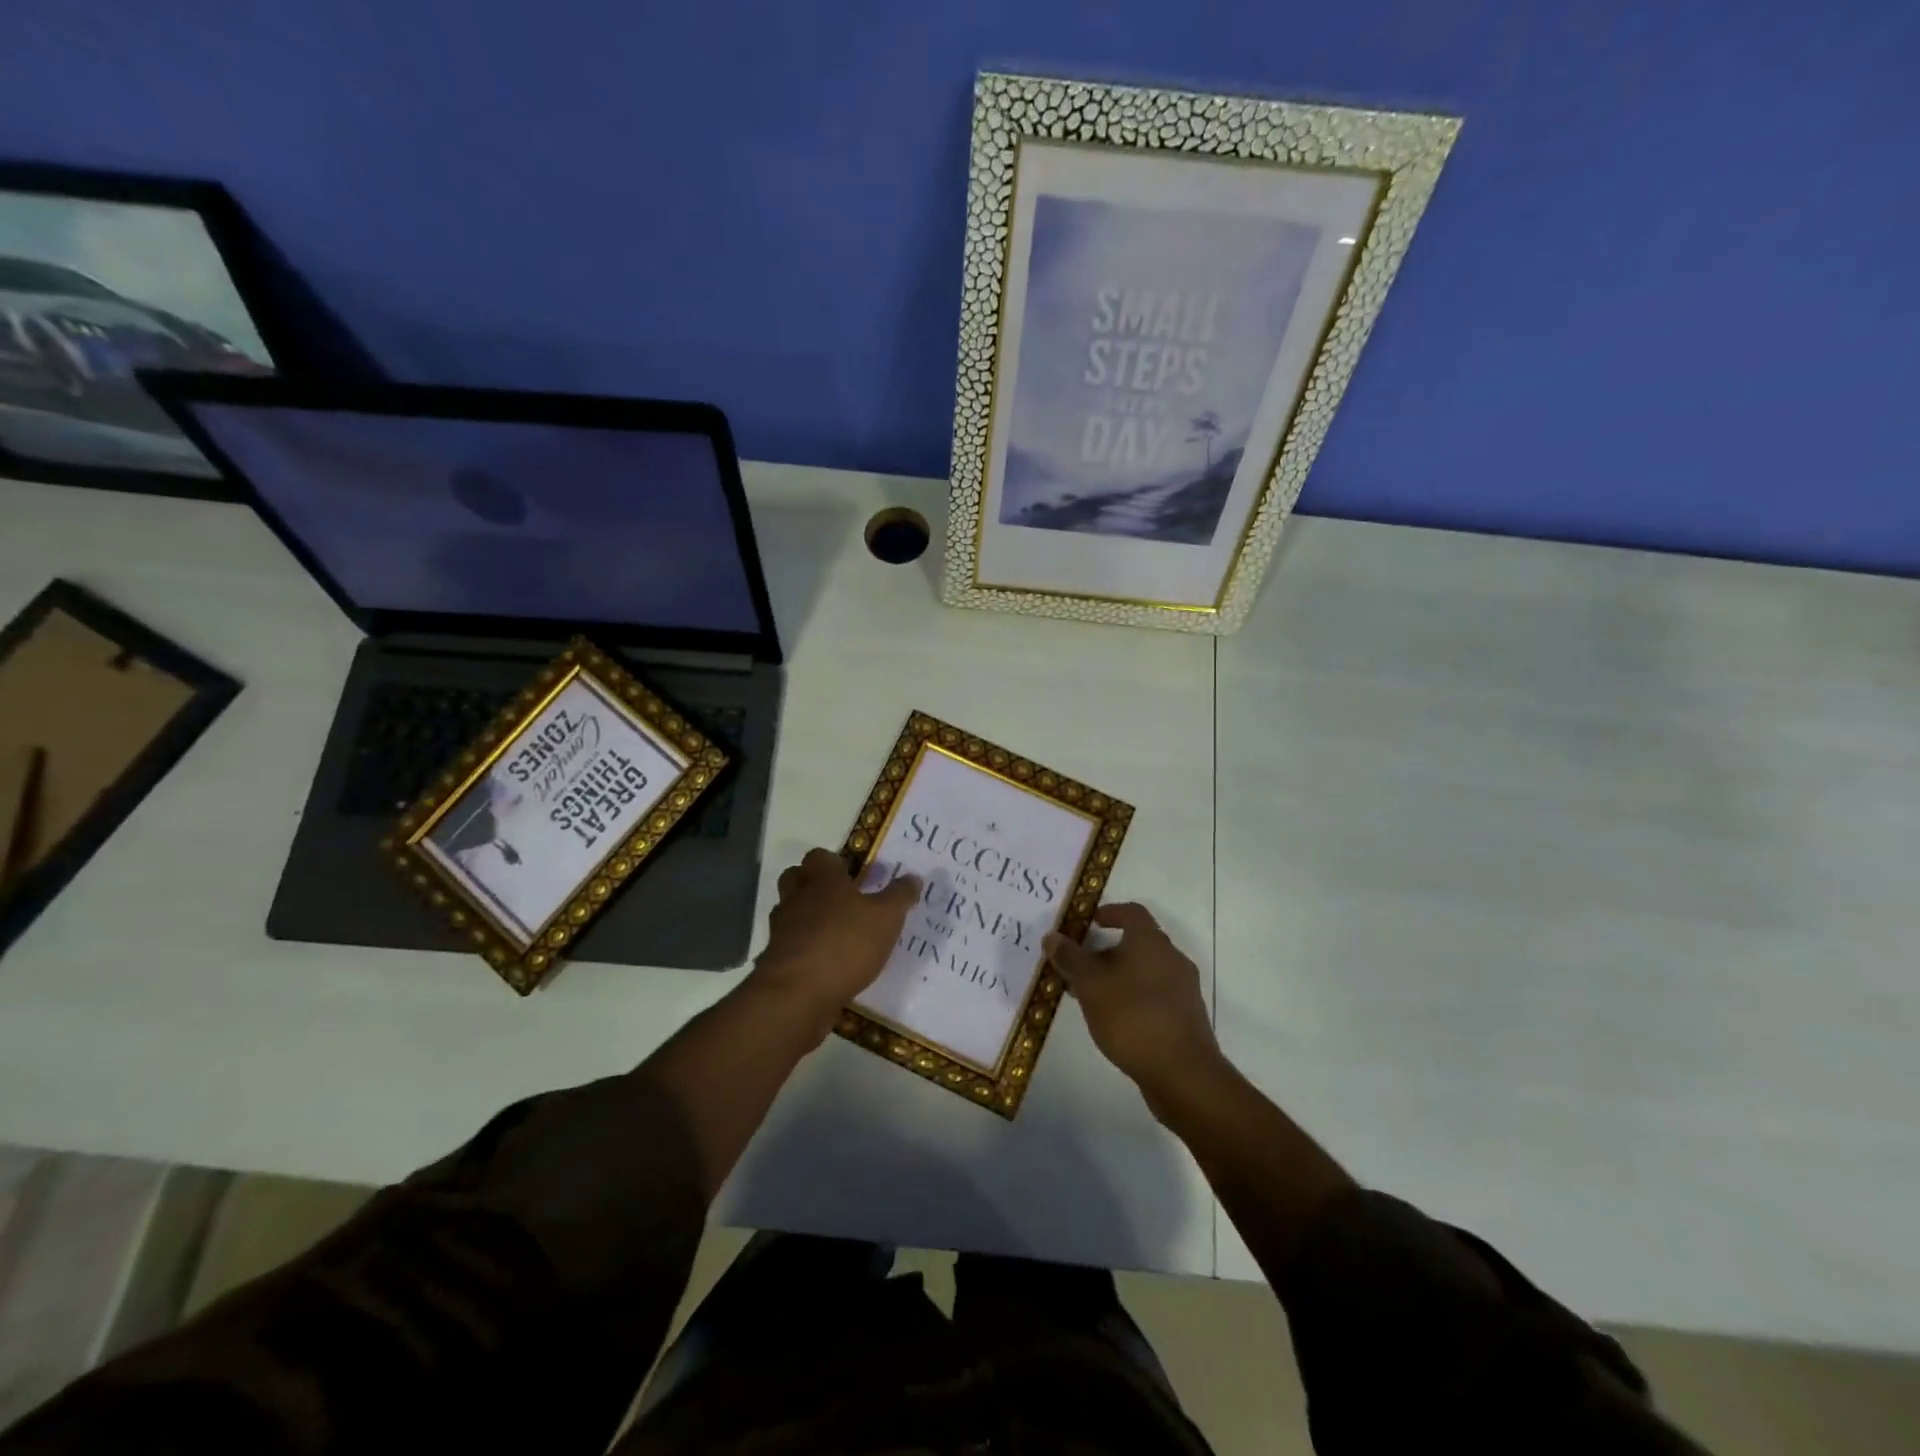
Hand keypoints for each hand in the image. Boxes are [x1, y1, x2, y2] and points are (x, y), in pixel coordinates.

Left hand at [748, 848, 919, 1036]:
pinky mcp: (776, 960)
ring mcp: (781, 929)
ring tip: (835, 933)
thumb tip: (913, 877)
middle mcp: (797, 898)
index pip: (819, 856)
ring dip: (807, 917)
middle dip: (813, 885)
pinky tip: (824, 963)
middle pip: (796, 879)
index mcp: (822, 880)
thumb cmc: (846, 944)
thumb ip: (899, 896)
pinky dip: (803, 949)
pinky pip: (789, 945)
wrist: (798, 994)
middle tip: (841, 900)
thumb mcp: (886, 918)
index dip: (835, 863)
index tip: (853, 875)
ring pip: (790, 912)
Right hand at [1045, 903, 1218, 1096]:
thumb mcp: (1090, 985)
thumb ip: (1070, 958)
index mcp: (1151, 942)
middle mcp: (1172, 958)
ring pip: (1145, 971)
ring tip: (1091, 998)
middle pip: (1138, 943)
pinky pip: (1155, 995)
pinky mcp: (1186, 1017)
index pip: (1132, 912)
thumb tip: (1052, 936)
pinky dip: (1133, 997)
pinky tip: (1115, 1020)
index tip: (1090, 922)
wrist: (1182, 1073)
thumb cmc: (1131, 1017)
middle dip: (1107, 951)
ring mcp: (1183, 989)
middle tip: (1080, 967)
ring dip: (1119, 976)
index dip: (1110, 912)